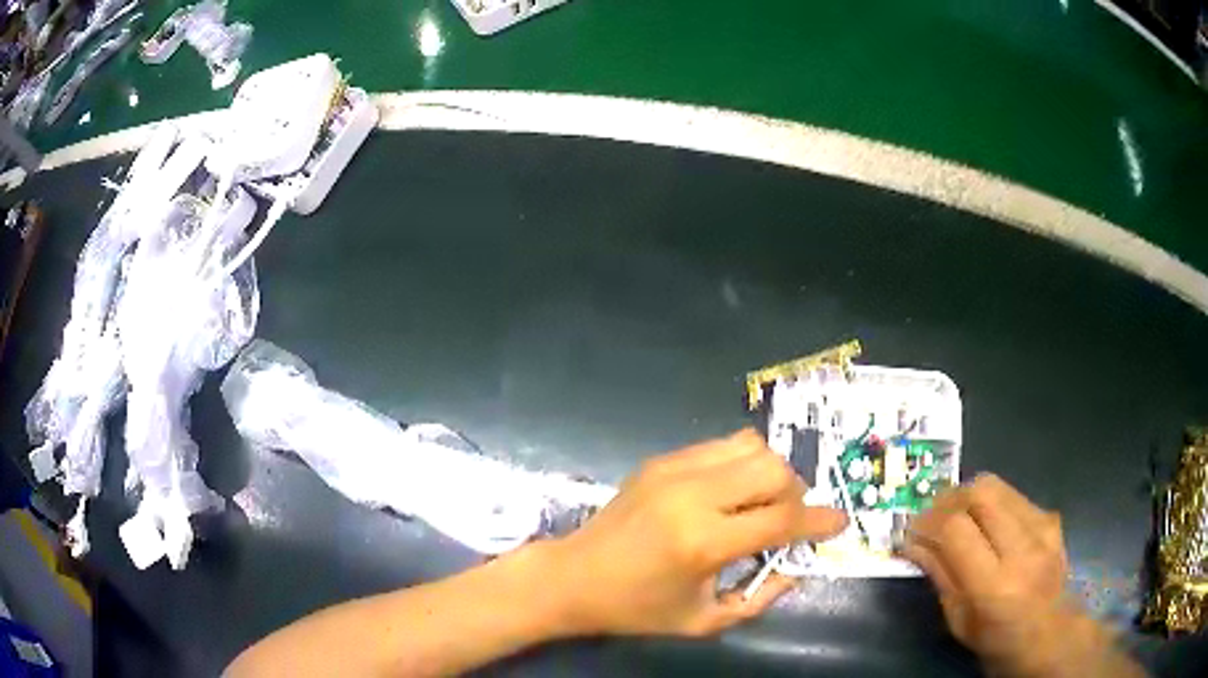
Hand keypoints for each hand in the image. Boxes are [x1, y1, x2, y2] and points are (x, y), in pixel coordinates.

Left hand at [540, 429, 846, 637]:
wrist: (573, 577)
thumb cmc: (638, 609)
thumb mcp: (705, 621)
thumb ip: (762, 596)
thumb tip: (797, 564)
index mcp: (703, 542)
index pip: (783, 519)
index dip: (819, 521)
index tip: (839, 523)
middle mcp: (693, 495)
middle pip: (773, 469)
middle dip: (794, 494)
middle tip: (786, 520)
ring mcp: (674, 470)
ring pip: (751, 446)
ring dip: (769, 474)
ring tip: (758, 504)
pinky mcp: (661, 460)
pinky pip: (721, 446)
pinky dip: (741, 464)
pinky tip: (730, 493)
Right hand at [903, 474, 1139, 677]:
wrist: (1051, 634)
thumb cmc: (998, 641)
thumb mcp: (960, 622)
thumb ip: (940, 577)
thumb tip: (912, 543)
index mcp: (994, 586)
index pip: (956, 530)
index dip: (928, 523)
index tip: (911, 530)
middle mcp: (1022, 549)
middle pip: (980, 493)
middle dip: (947, 499)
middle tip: (931, 517)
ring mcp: (1042, 528)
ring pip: (997, 486)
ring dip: (968, 495)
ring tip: (954, 516)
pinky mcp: (1051, 517)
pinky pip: (1013, 495)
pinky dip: (992, 503)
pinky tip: (987, 524)